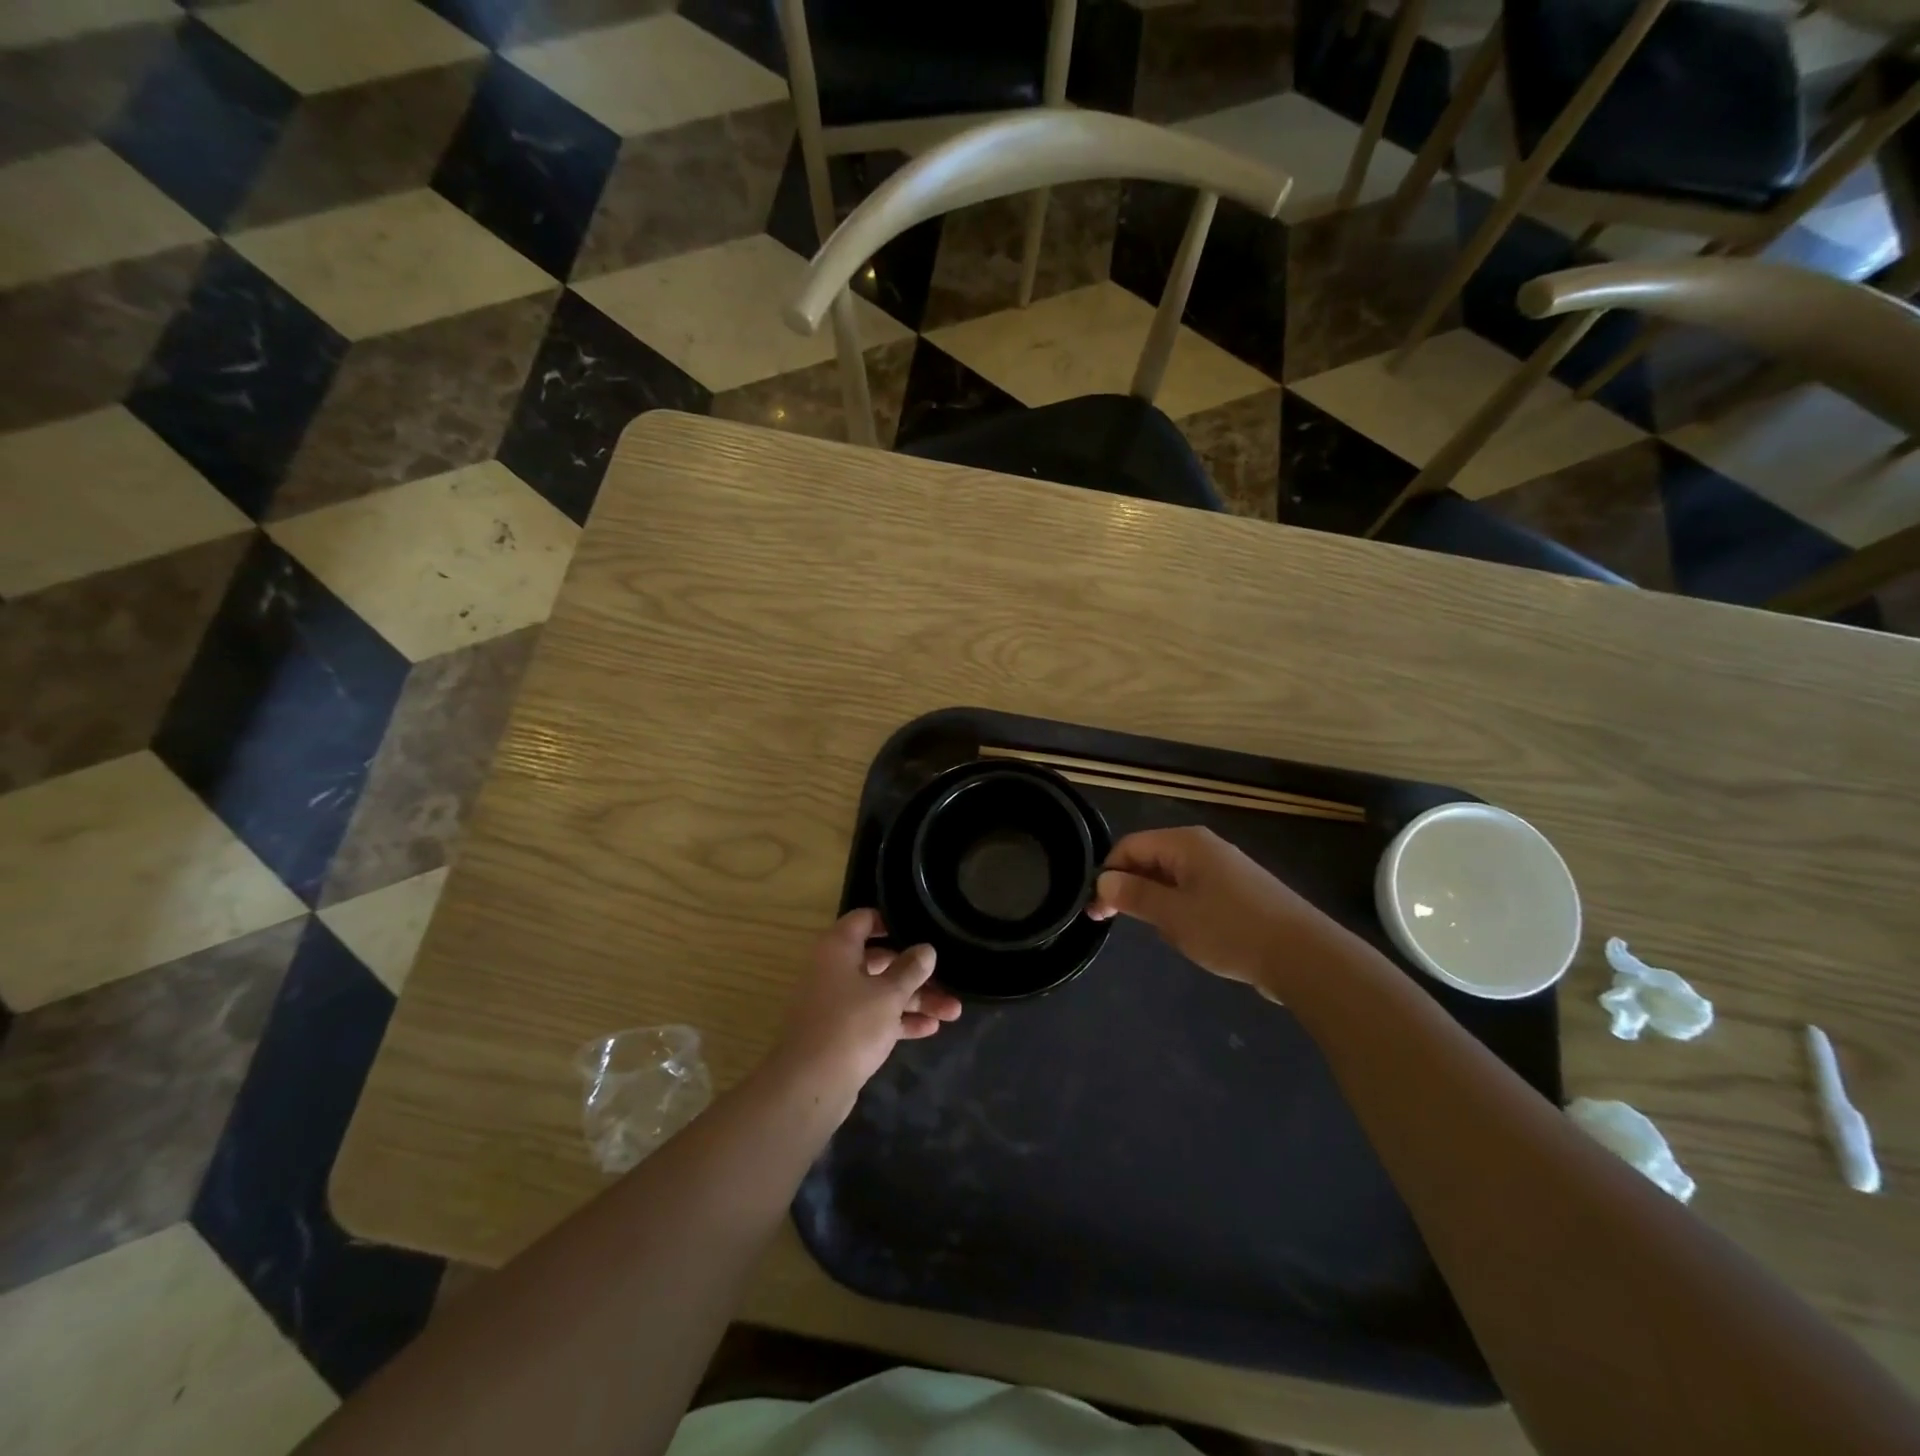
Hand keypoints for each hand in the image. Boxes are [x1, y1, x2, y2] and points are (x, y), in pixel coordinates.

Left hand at [776, 909, 962, 1099]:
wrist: (810, 1085)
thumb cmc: (851, 1025)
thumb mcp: (889, 994)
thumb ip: (911, 969)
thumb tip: (926, 949)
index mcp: (838, 947)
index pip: (865, 919)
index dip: (893, 922)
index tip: (922, 928)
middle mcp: (834, 969)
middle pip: (880, 959)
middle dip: (916, 972)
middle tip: (949, 978)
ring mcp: (837, 1002)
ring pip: (881, 992)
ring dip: (915, 1000)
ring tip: (953, 1011)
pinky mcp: (842, 1032)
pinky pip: (875, 1017)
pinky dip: (899, 1020)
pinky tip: (931, 1029)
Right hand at [1087, 827, 1344, 991]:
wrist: (1304, 957)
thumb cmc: (1230, 930)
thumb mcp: (1172, 915)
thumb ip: (1134, 895)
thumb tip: (1103, 880)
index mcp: (1186, 843)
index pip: (1130, 846)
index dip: (1108, 874)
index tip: (1096, 910)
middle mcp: (1205, 848)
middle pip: (1151, 859)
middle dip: (1129, 888)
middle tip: (1112, 923)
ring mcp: (1226, 869)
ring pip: (1173, 879)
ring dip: (1156, 902)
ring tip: (1159, 934)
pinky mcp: (1241, 893)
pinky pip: (1196, 893)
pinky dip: (1181, 910)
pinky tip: (1189, 936)